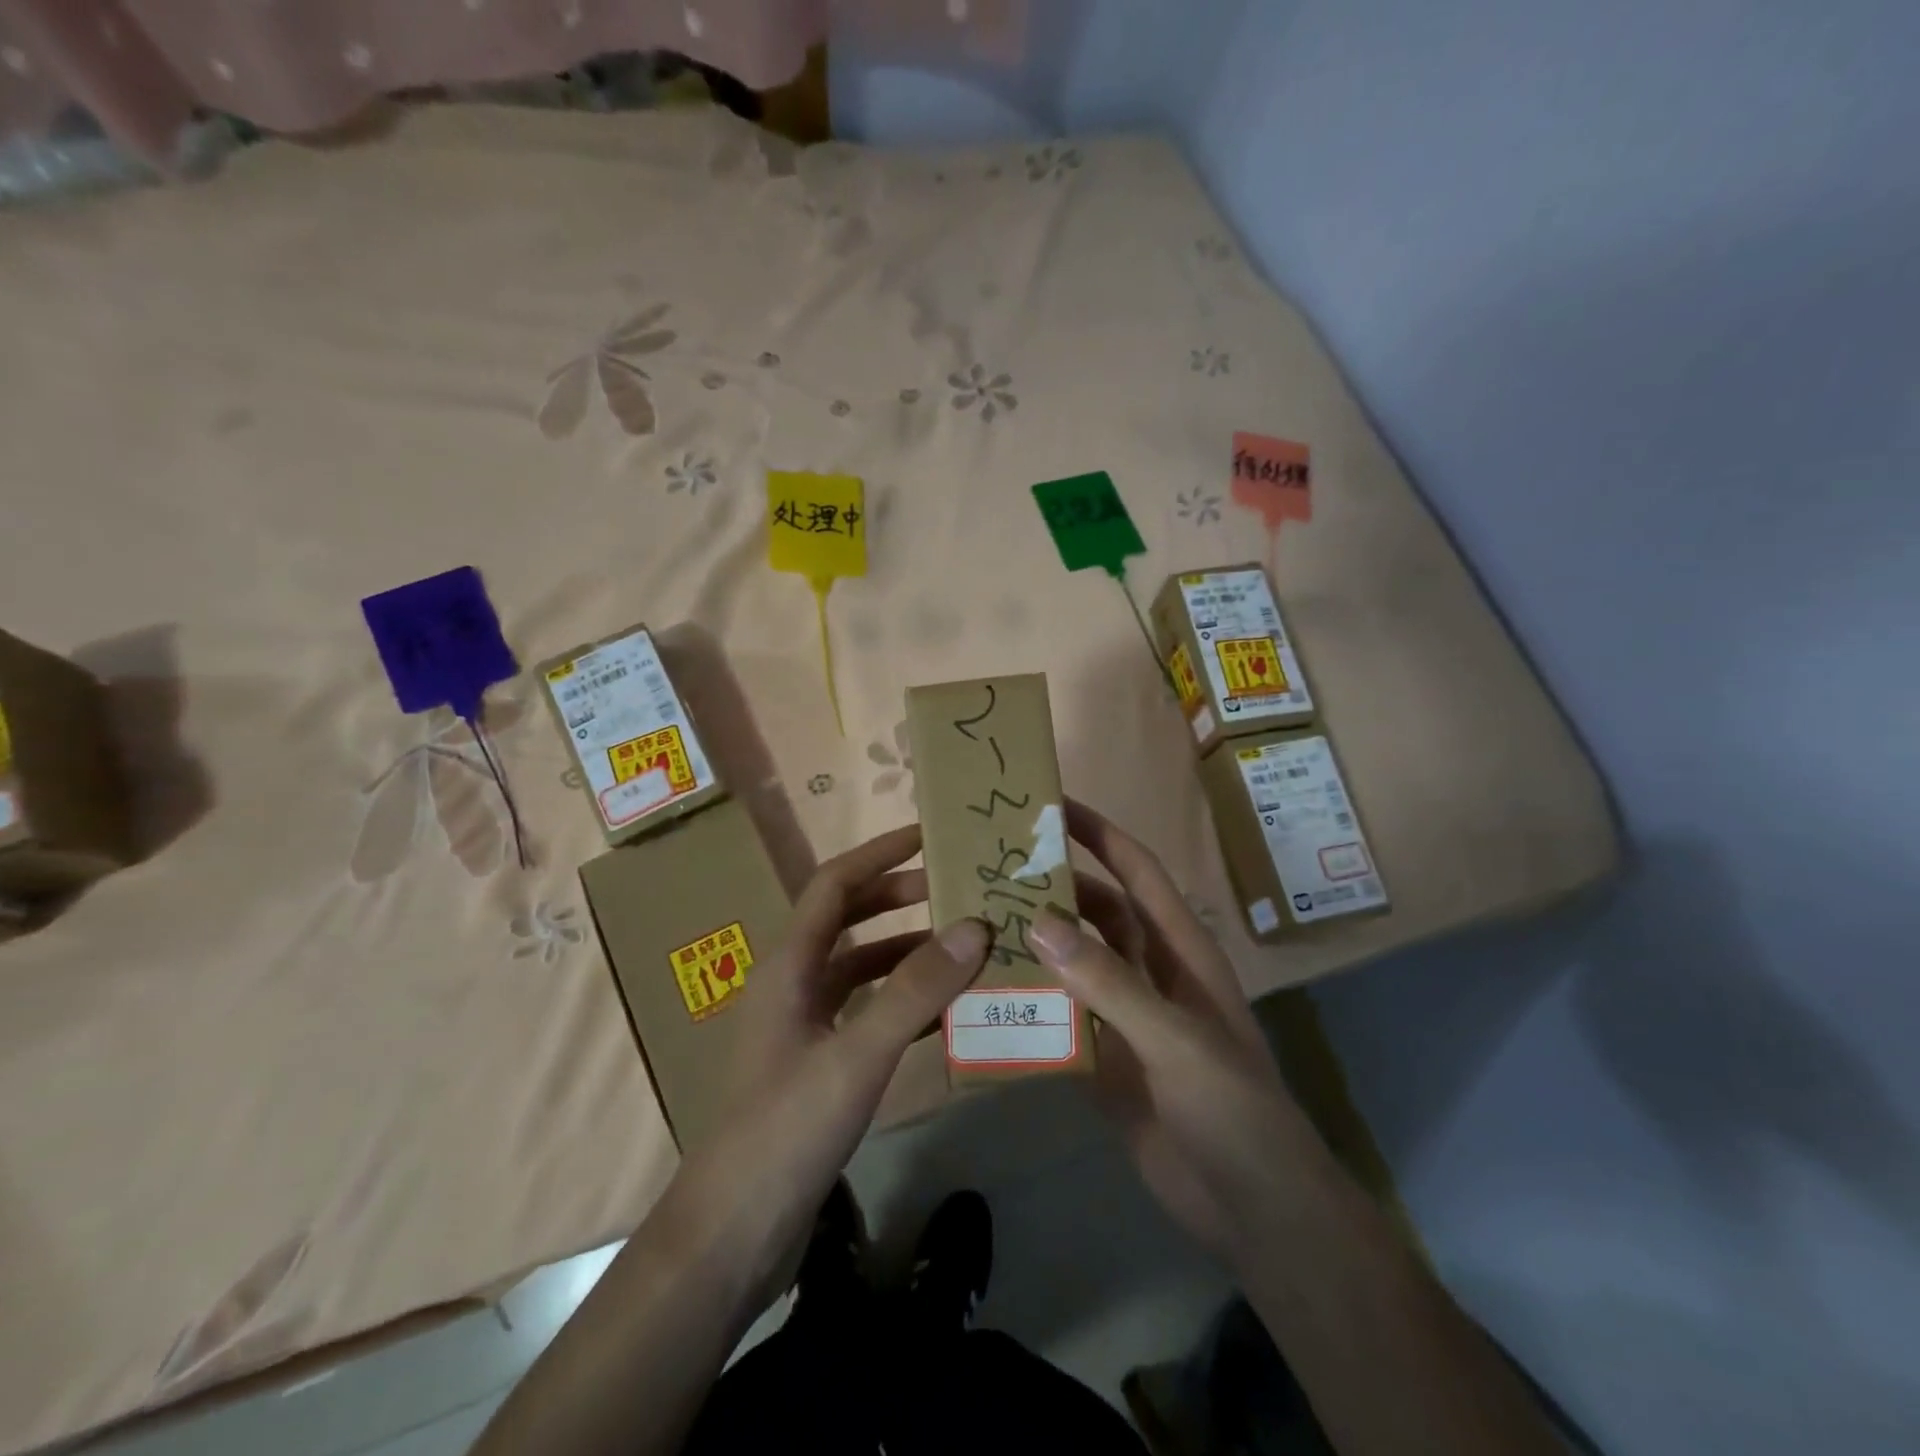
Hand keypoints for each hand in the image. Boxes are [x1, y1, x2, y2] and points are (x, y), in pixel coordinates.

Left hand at [663, 825, 989, 1304]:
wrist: (734, 1235)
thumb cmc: (785, 1132)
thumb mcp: (856, 1057)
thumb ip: (914, 992)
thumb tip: (974, 928)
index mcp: (789, 966)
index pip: (833, 885)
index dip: (878, 854)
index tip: (928, 836)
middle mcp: (794, 984)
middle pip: (849, 919)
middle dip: (900, 898)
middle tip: (958, 892)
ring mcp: (806, 1025)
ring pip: (863, 967)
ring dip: (909, 952)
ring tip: (966, 948)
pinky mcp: (820, 1062)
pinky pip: (869, 1012)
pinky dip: (906, 1001)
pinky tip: (949, 1012)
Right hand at [1030, 800, 1328, 1272]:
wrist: (1252, 1209)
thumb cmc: (1231, 1109)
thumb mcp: (1174, 1038)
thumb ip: (1109, 981)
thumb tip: (1040, 919)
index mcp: (1180, 951)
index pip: (1137, 873)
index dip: (1101, 835)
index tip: (1053, 806)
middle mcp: (1151, 972)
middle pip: (1097, 913)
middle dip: (1054, 886)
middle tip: (993, 866)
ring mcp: (1126, 1016)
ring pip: (1074, 962)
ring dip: (1036, 942)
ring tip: (979, 921)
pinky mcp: (1104, 1058)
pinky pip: (1061, 1015)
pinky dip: (1030, 1001)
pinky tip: (988, 993)